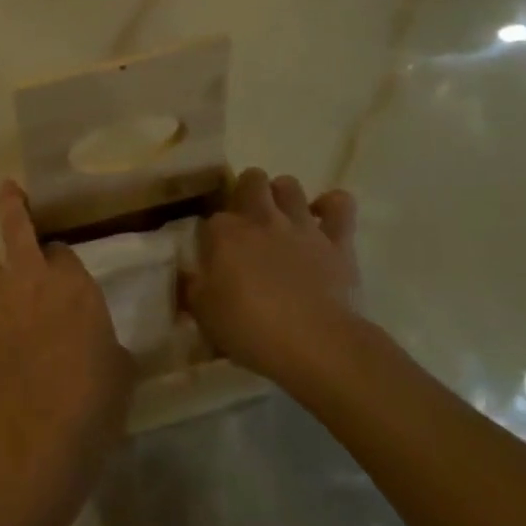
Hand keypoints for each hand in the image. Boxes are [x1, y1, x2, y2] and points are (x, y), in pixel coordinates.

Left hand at [0, 181, 133, 497]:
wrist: (39, 437)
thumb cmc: (92, 403)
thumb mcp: (120, 368)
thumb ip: (109, 345)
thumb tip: (105, 347)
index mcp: (74, 288)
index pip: (63, 252)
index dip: (60, 252)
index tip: (58, 257)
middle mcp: (31, 281)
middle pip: (17, 230)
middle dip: (12, 205)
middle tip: (7, 189)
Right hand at [183, 169, 365, 382]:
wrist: (315, 344)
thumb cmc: (251, 330)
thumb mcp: (204, 314)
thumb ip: (192, 288)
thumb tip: (186, 276)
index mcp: (224, 233)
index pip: (211, 218)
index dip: (211, 234)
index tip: (212, 253)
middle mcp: (261, 218)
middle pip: (250, 181)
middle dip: (246, 192)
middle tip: (246, 220)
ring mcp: (301, 226)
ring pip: (289, 185)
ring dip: (283, 195)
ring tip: (281, 215)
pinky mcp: (337, 241)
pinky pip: (340, 206)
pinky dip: (332, 205)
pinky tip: (324, 215)